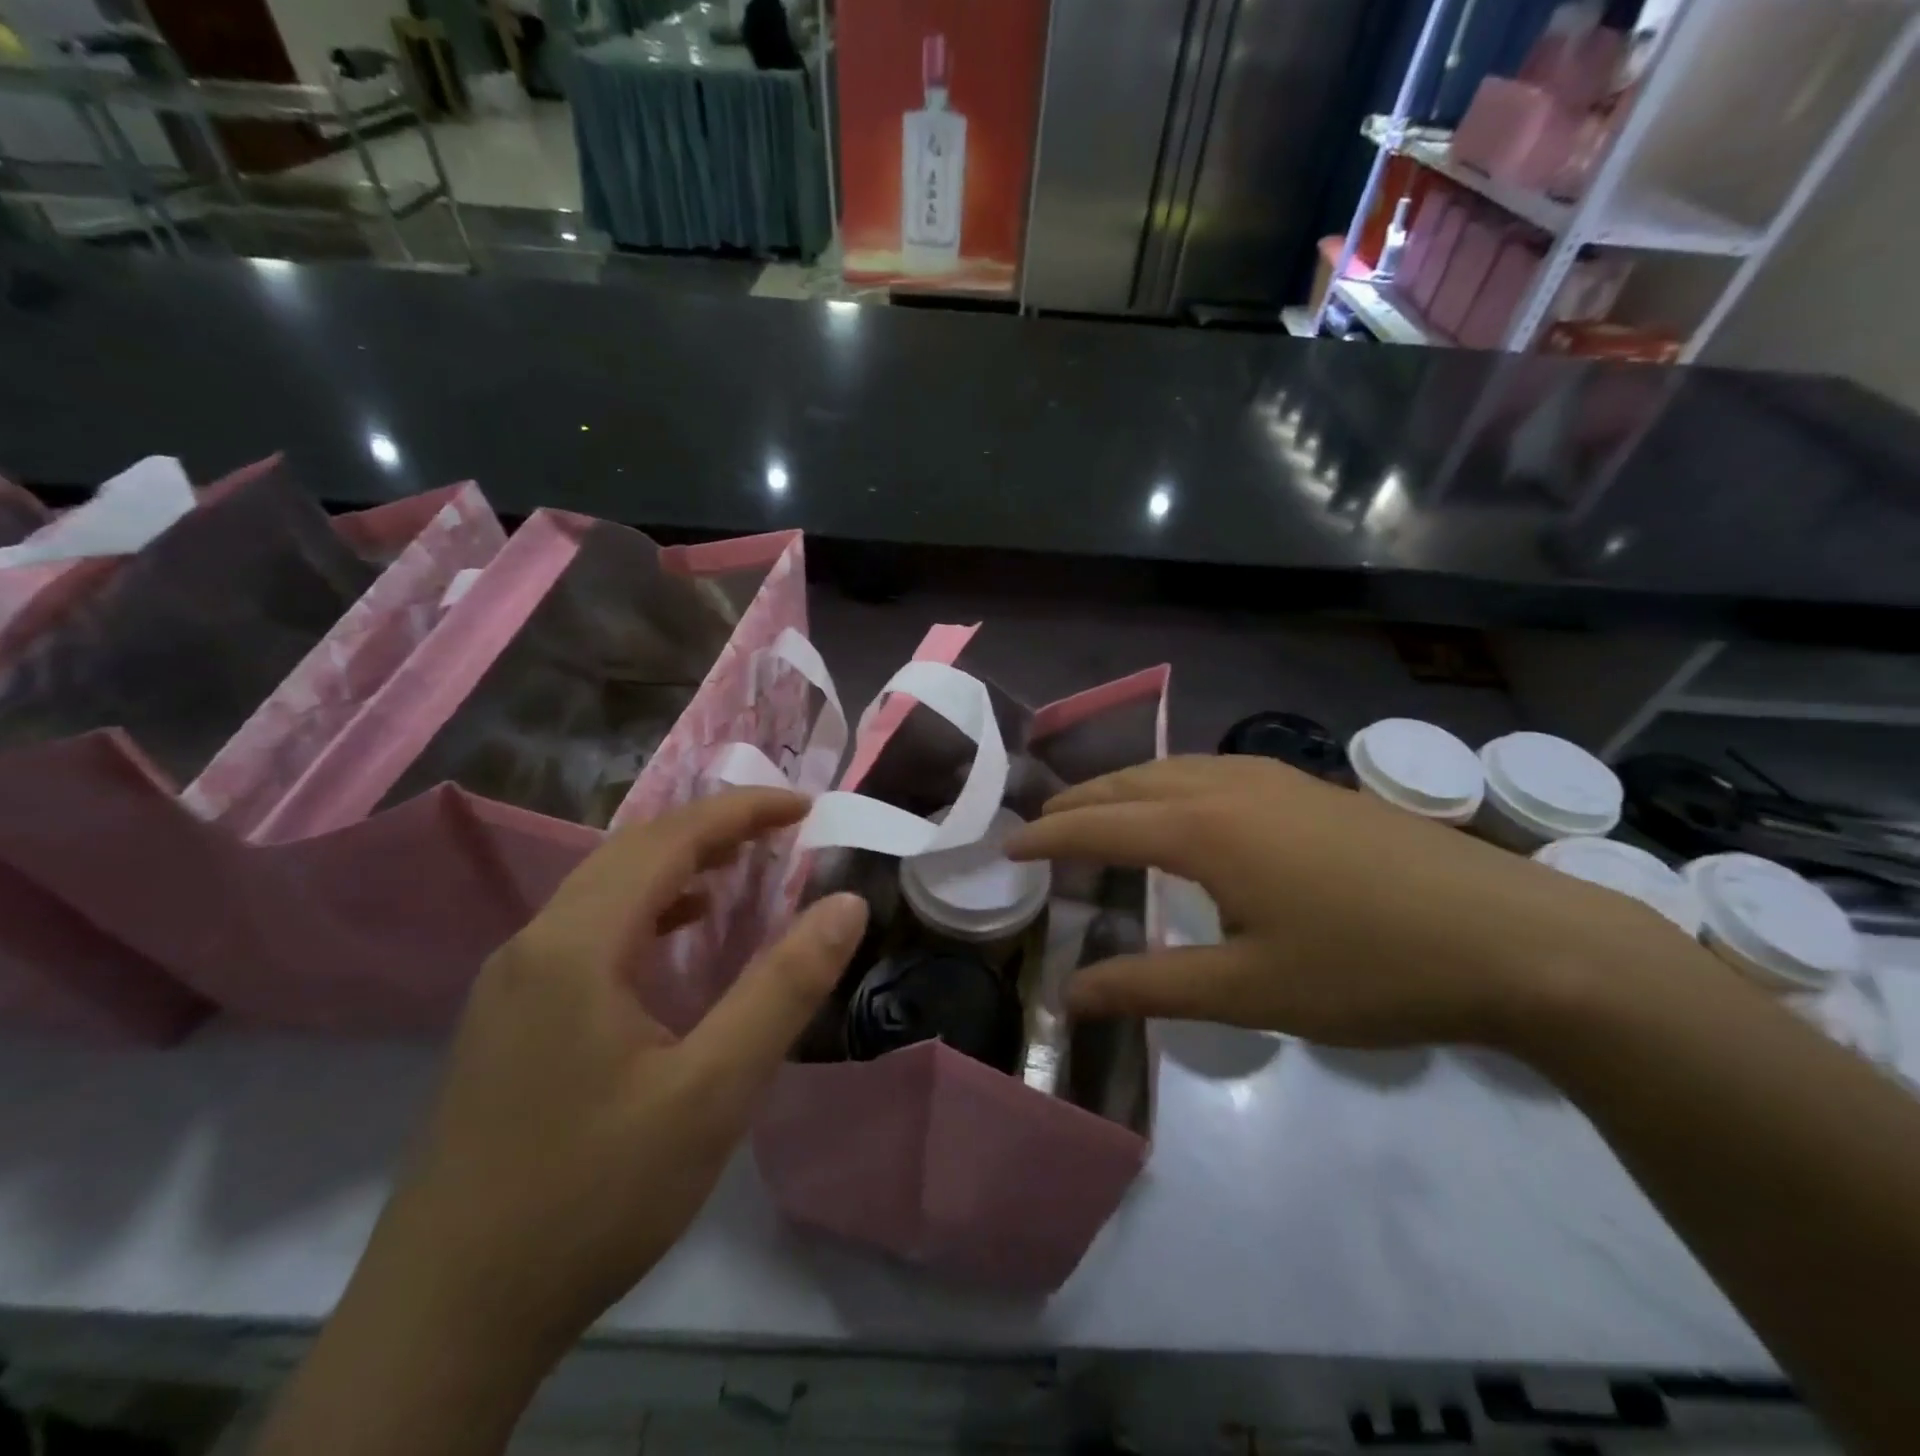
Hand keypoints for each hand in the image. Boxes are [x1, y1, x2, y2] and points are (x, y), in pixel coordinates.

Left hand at [357, 788, 868, 1356]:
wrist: (446, 1322)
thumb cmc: (593, 1196)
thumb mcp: (712, 1091)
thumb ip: (784, 987)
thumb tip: (846, 903)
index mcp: (576, 944)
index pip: (669, 838)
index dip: (742, 811)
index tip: (806, 807)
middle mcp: (533, 943)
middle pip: (631, 851)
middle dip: (712, 828)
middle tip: (783, 833)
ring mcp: (509, 982)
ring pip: (604, 889)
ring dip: (676, 866)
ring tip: (742, 871)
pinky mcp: (507, 1019)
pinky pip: (586, 930)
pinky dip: (646, 910)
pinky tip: (677, 940)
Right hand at [1009, 756, 1683, 1048]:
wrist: (1515, 939)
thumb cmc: (1371, 968)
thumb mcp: (1250, 989)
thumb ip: (1151, 987)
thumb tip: (1071, 996)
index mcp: (1204, 828)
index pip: (1100, 825)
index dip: (1049, 838)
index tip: (1008, 848)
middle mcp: (1229, 785)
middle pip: (1131, 782)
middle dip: (1079, 802)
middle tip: (1041, 825)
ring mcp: (1275, 778)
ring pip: (1173, 768)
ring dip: (1124, 786)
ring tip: (1096, 810)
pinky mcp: (1311, 786)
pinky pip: (1212, 770)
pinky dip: (1170, 783)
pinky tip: (1182, 807)